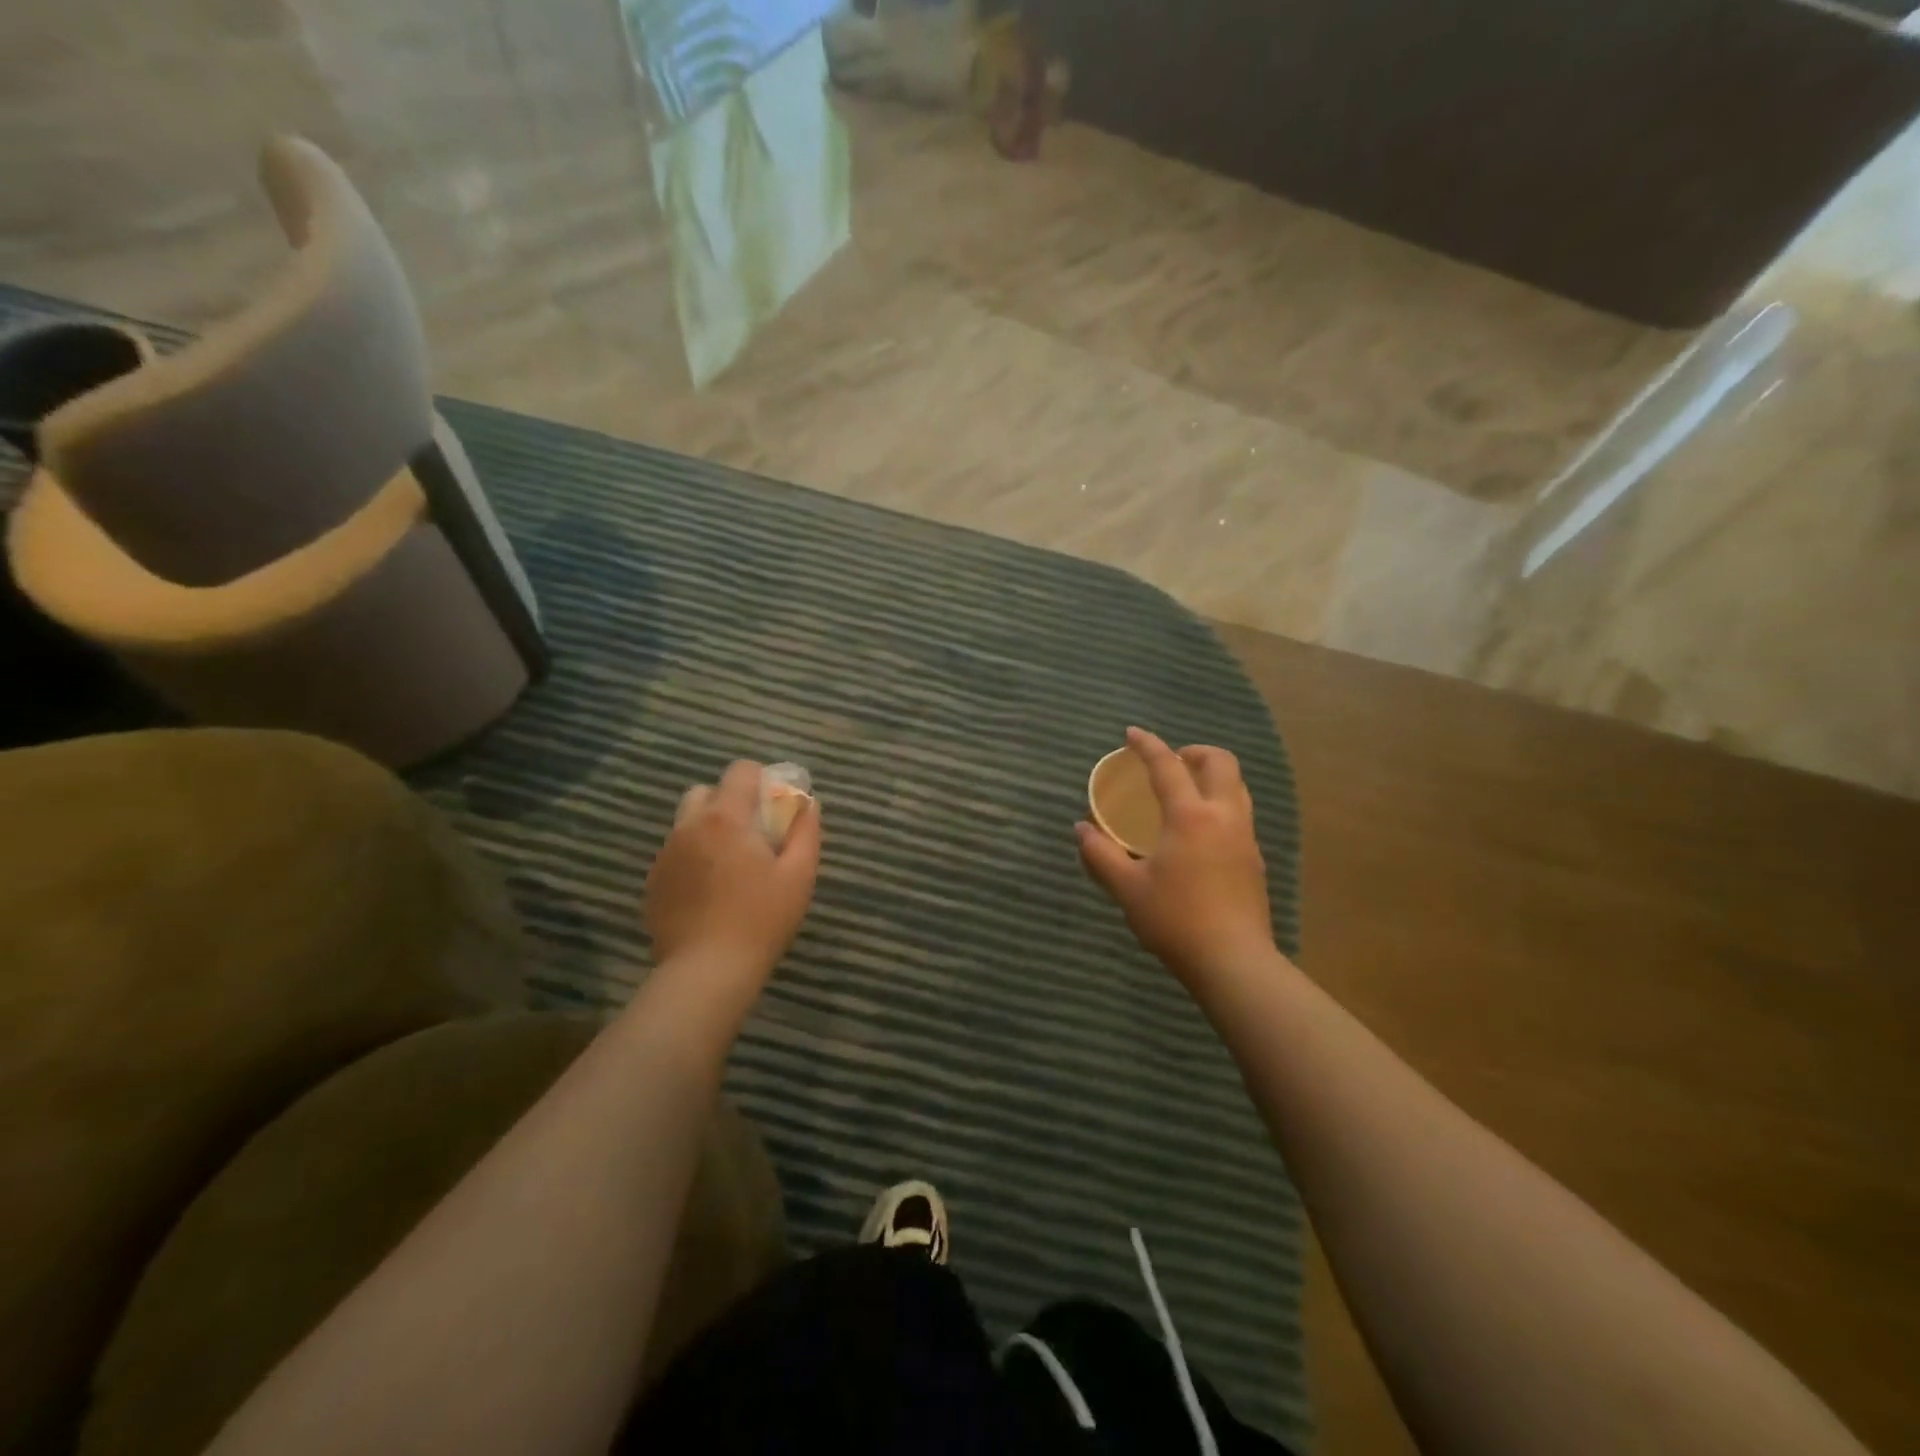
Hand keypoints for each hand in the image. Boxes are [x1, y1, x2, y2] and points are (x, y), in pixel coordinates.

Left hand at [644, 761, 819, 1002]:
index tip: (775, 806)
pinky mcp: (653, 882)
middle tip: (752, 835)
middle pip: (706, 792)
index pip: (740, 770)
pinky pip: (675, 854)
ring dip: (709, 830)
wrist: (707, 971)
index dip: (761, 780)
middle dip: (729, 802)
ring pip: (687, 823)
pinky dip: (692, 859)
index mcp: (726, 818)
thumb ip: (806, 831)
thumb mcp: (799, 875)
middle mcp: (688, 827)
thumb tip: (808, 803)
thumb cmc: (761, 919)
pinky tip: (710, 892)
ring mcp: (665, 855)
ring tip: (730, 866)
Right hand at [1077, 728, 1274, 993]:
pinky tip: (1200, 832)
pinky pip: (1240, 814)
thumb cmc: (1175, 920)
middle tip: (1171, 762)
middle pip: (1221, 763)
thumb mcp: (1127, 888)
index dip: (1148, 745)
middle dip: (1195, 751)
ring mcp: (1245, 839)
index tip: (1132, 733)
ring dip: (1212, 777)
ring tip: (1186, 791)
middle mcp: (1224, 817)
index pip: (1167, 766)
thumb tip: (1081, 829)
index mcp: (1190, 817)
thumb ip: (1101, 854)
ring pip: (1238, 788)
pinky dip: (1220, 804)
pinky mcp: (1255, 861)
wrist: (1234, 962)